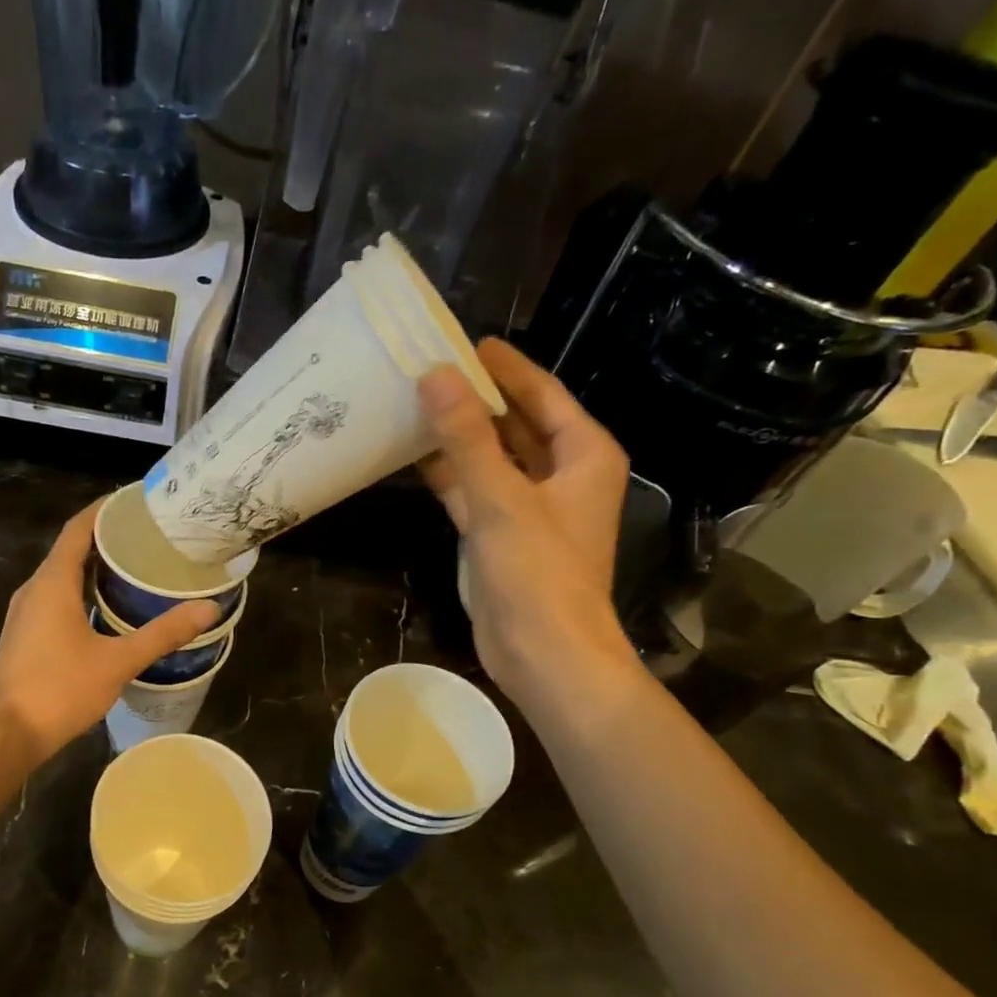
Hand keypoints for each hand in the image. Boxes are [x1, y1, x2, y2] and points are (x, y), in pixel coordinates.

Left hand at [0, 500, 219, 762]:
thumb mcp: (118, 661)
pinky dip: (82, 592)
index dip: (105, 509)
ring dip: (94, 567)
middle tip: (148, 536)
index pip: (78, 528)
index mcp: (52, 582)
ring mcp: (26, 614)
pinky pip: (56, 599)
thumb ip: (163, 633)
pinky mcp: (25, 636)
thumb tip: (208, 608)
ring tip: (134, 567)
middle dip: (106, 538)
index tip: (136, 501)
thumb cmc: (59, 690)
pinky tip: (108, 608)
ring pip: (62, 577)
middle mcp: (34, 590)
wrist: (4, 735)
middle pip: (71, 549)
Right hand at [418, 338, 633, 706]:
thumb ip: (467, 437)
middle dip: (475, 400)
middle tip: (428, 369)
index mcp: (583, 455)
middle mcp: (561, 475)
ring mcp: (529, 507)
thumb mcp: (502, 498)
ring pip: (491, 458)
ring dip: (457, 437)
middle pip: (515, 423)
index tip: (465, 342)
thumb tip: (435, 376)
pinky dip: (448, 475)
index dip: (505, 368)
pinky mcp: (500, 536)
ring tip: (412, 405)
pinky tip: (413, 457)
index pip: (542, 395)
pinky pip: (473, 491)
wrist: (545, 654)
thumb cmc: (539, 573)